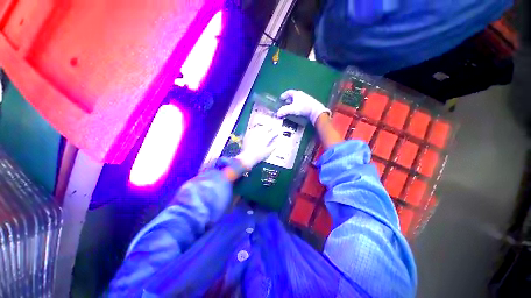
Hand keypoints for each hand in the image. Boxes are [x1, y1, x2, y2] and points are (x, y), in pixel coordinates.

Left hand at [235, 124, 279, 169]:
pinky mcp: (247, 134)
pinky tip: (256, 130)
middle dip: (270, 128)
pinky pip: (252, 129)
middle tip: (272, 129)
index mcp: (266, 138)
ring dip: (263, 127)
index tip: (277, 132)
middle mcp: (260, 133)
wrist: (247, 157)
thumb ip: (273, 146)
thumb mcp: (268, 152)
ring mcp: (253, 133)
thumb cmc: (259, 155)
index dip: (276, 132)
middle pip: (266, 127)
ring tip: (264, 129)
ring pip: (259, 127)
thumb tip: (277, 141)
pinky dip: (255, 129)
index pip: (273, 132)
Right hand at [276, 90, 329, 124]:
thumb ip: (284, 111)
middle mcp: (301, 95)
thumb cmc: (303, 108)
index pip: (288, 92)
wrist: (316, 111)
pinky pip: (301, 104)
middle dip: (288, 100)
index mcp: (296, 94)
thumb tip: (277, 114)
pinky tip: (296, 111)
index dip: (284, 95)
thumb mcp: (292, 109)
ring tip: (289, 109)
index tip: (280, 98)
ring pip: (297, 100)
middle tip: (284, 104)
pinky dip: (297, 106)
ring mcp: (306, 99)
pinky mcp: (309, 105)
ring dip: (292, 104)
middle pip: (293, 96)